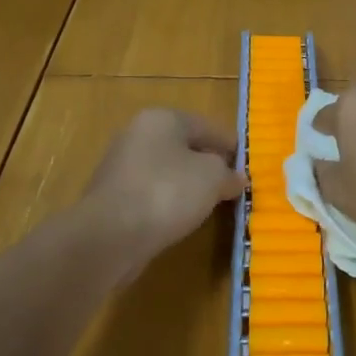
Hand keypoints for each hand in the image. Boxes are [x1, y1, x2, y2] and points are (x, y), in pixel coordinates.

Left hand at [78, 109, 244, 272]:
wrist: (108, 236)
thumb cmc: (167, 192)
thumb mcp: (212, 178)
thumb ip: (228, 174)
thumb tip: (236, 178)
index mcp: (163, 119)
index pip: (207, 126)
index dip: (231, 145)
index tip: (247, 165)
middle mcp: (138, 134)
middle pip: (184, 146)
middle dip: (208, 165)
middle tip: (230, 185)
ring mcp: (121, 166)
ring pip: (167, 171)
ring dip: (187, 185)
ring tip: (209, 205)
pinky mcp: (111, 196)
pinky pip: (151, 193)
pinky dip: (167, 202)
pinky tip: (179, 219)